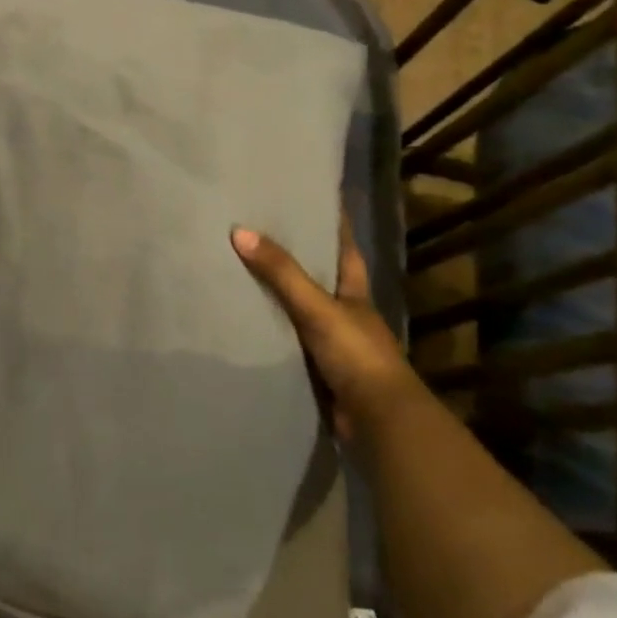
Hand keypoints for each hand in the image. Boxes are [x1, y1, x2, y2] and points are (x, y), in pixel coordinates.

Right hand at [231, 216, 417, 439]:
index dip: (334, 222)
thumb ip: (281, 273)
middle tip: (261, 228)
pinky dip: (269, 327)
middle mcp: (344, 312)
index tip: (315, 196)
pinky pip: (286, 337)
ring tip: (241, 266)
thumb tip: (239, 231)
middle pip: (319, 275)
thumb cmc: (357, 355)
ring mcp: (331, 341)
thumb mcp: (317, 307)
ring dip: (278, 292)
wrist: (377, 420)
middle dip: (297, 255)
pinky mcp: (315, 366)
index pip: (344, 247)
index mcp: (354, 292)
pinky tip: (244, 317)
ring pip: (300, 307)